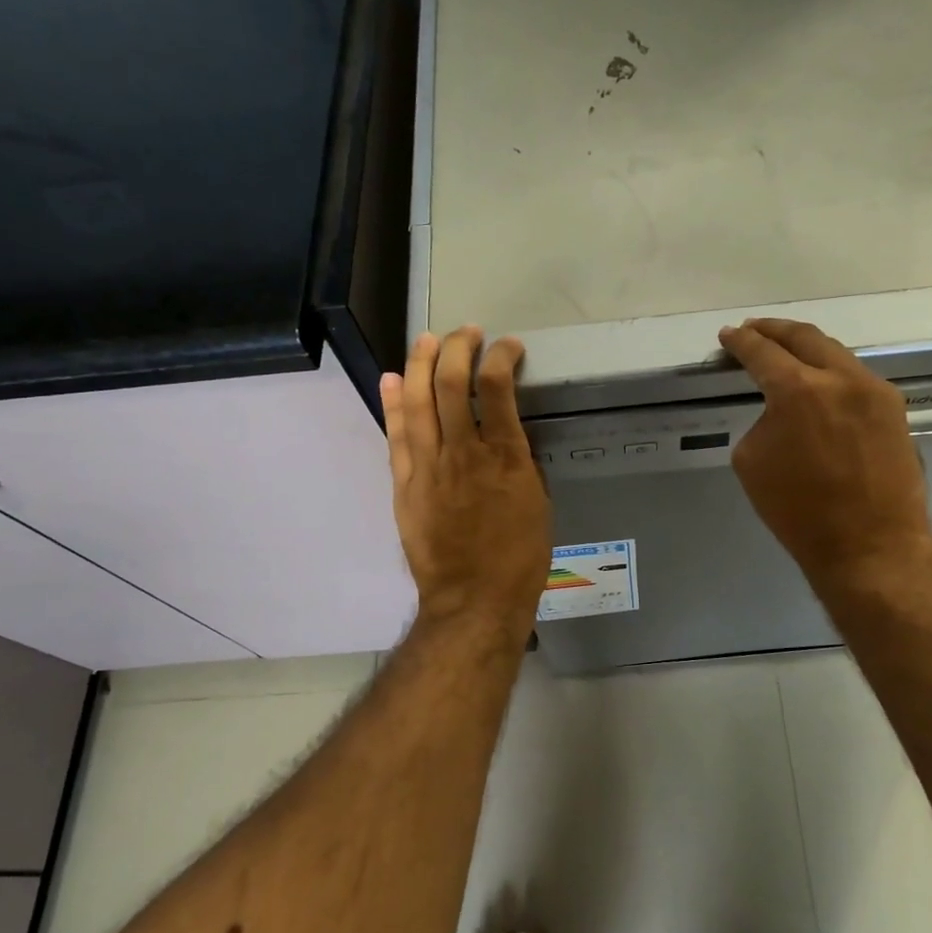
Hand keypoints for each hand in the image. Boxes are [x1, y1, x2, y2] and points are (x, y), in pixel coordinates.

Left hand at [379, 327, 551, 636]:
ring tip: (428, 338)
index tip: (508, 346)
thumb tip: (504, 439)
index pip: (498, 387)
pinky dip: (395, 403)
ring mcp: (429, 466)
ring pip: (420, 400)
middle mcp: (464, 451)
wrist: (474, 600)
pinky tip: (395, 379)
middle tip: (466, 333)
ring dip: (423, 363)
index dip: (501, 356)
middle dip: (459, 347)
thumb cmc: (519, 557)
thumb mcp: (537, 504)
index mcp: (506, 456)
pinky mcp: (405, 484)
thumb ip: (519, 464)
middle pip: (452, 383)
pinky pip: (397, 435)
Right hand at [719, 318, 931, 589]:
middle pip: (803, 337)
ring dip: (806, 348)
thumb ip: (763, 420)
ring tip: (787, 352)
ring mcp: (874, 390)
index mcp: (798, 389)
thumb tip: (780, 411)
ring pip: (835, 353)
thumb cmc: (800, 512)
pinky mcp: (894, 408)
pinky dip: (831, 372)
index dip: (740, 341)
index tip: (728, 335)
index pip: (761, 352)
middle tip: (754, 330)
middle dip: (774, 330)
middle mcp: (840, 378)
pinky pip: (856, 377)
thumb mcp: (753, 462)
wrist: (870, 545)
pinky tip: (821, 383)